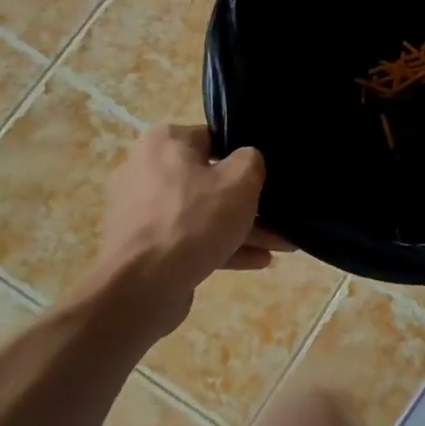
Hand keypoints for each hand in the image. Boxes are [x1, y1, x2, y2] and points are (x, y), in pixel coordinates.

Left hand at [86, 125, 289, 338]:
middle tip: (281, 215)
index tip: (269, 174)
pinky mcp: (143, 247)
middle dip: (249, 202)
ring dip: (242, 228)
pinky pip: (190, 238)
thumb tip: (248, 161)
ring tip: (282, 245)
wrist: (141, 287)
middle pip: (210, 180)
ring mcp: (142, 211)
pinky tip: (258, 261)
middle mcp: (146, 170)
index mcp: (165, 142)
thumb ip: (253, 159)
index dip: (246, 156)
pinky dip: (221, 246)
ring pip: (203, 213)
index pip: (215, 138)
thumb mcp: (241, 179)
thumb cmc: (194, 219)